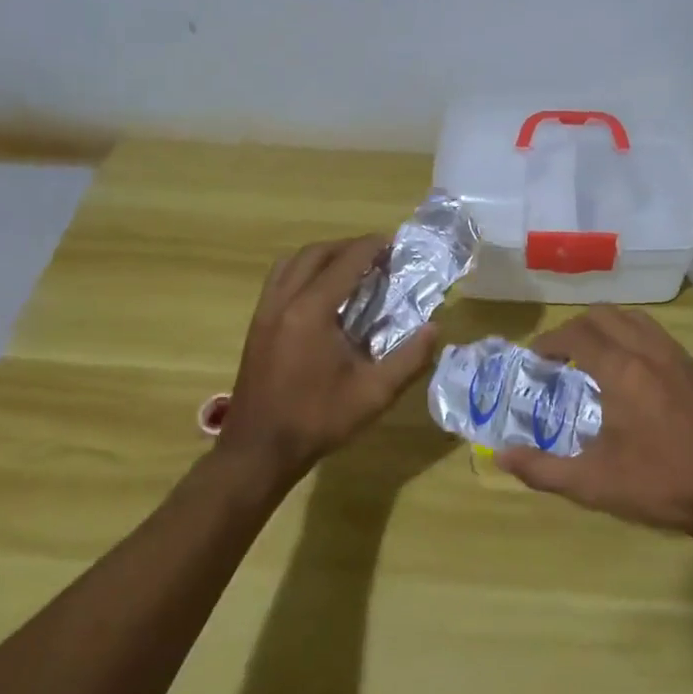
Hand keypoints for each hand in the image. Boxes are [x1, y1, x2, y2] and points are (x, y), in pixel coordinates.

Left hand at [216, 235, 438, 485]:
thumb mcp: (374, 394)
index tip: (395, 243)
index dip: (372, 247)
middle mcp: (284, 301)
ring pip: (292, 263)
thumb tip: (435, 328)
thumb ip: (409, 358)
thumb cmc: (317, 420)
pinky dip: (303, 272)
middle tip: (377, 255)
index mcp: (311, 312)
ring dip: (323, 256)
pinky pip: (280, 280)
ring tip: (350, 268)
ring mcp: (264, 311)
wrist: (258, 450)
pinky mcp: (256, 324)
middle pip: (315, 253)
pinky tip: (322, 294)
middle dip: (348, 247)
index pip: (345, 262)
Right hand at [495, 307, 692, 541]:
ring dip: (605, 328)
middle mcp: (648, 351)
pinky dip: (631, 336)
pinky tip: (629, 371)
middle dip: (573, 329)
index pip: (576, 335)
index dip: (549, 342)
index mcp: (622, 371)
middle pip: (603, 315)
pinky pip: (655, 333)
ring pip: (632, 318)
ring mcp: (676, 356)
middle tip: (558, 359)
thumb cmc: (659, 486)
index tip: (535, 361)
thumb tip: (501, 456)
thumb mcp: (592, 484)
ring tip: (591, 358)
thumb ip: (542, 469)